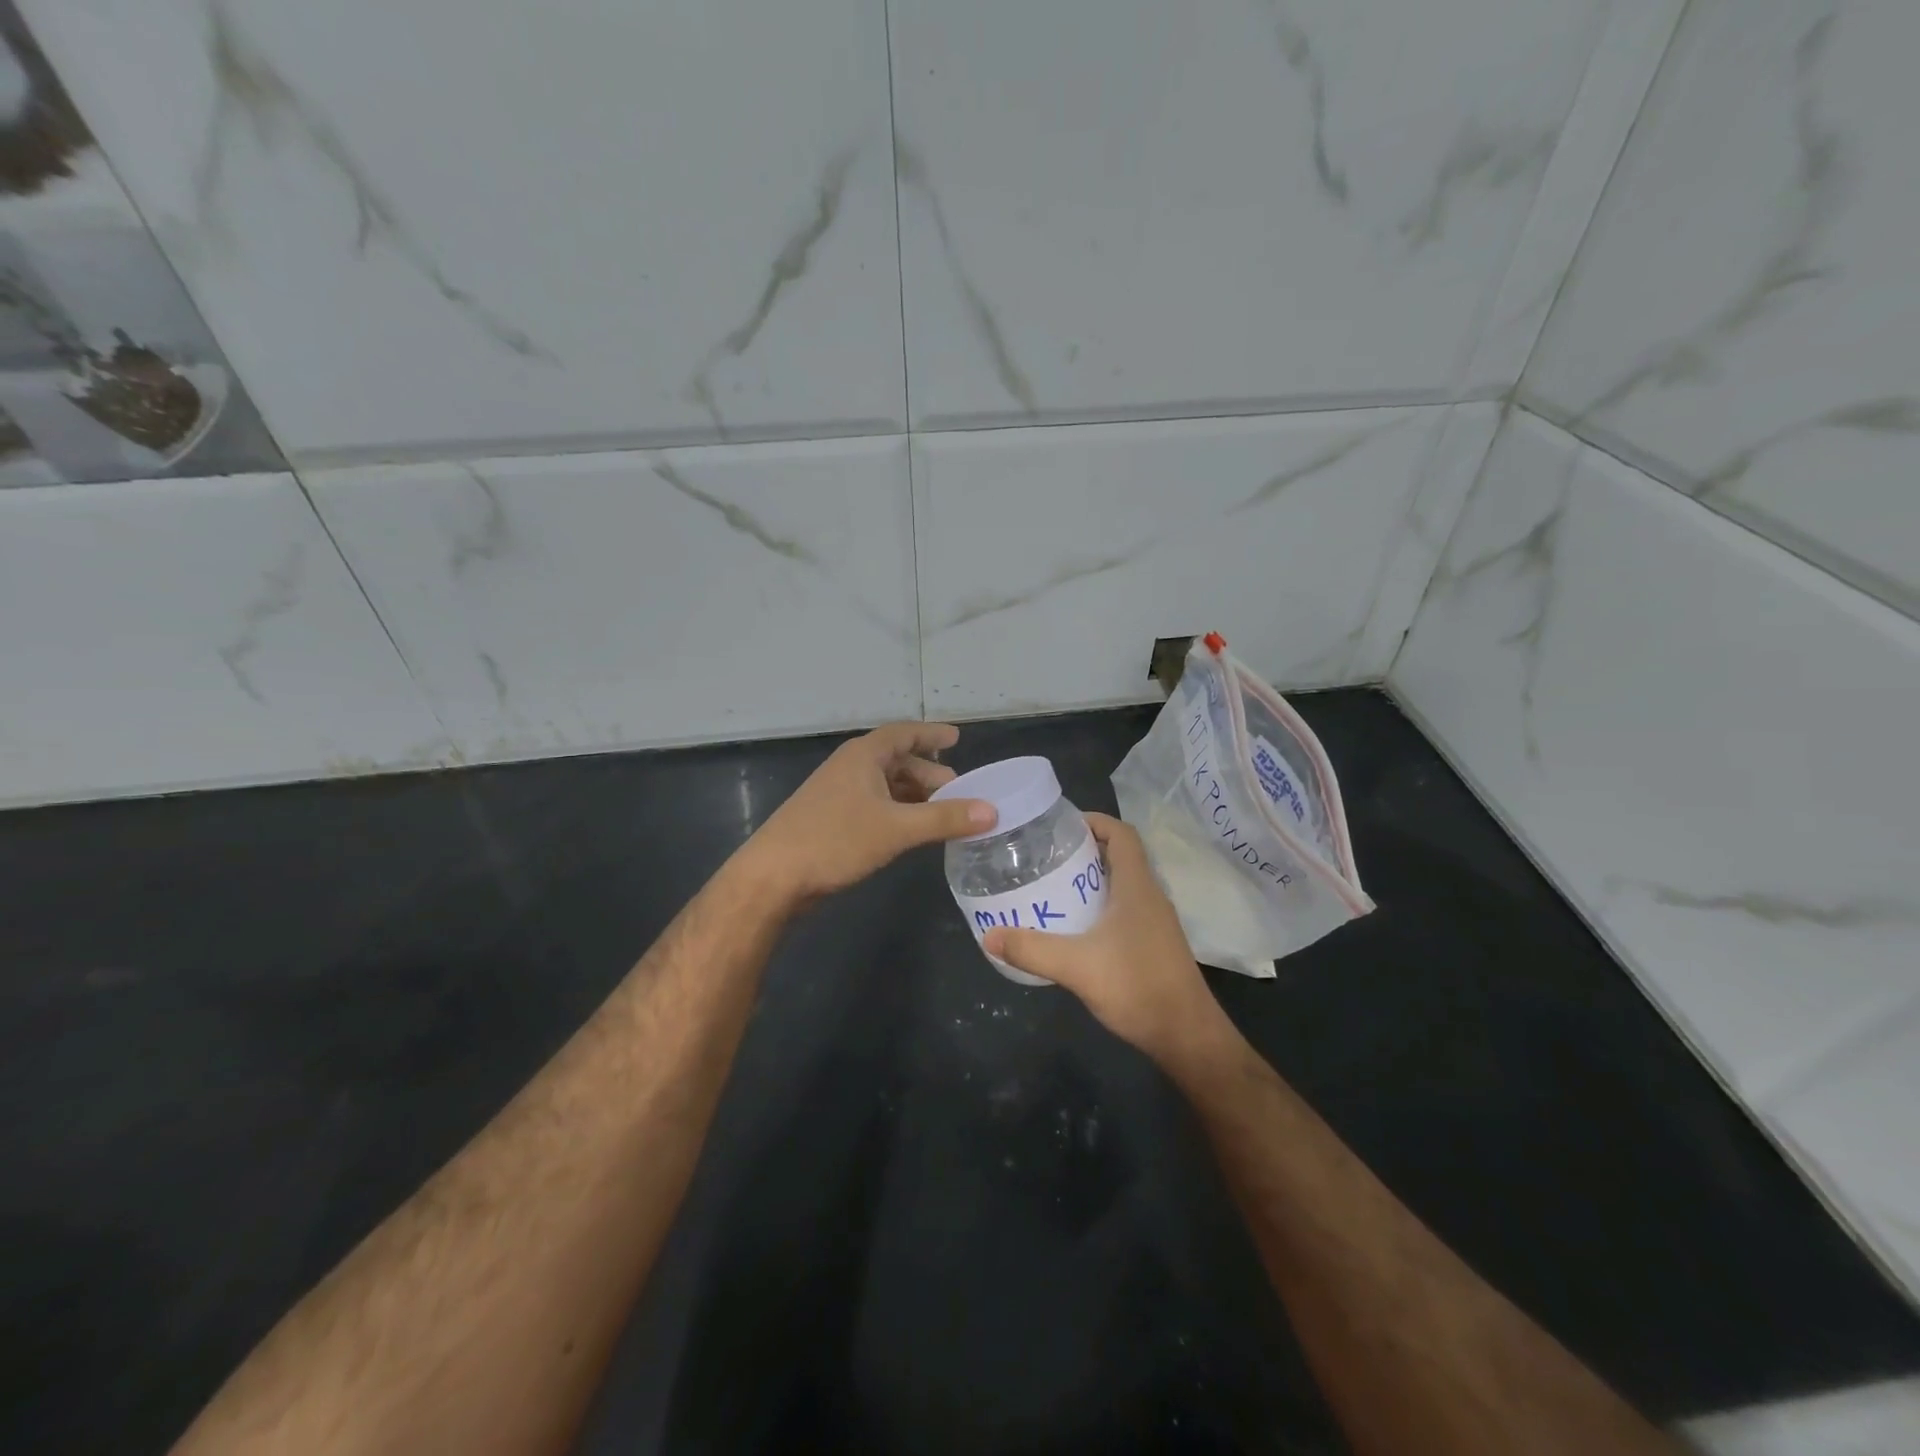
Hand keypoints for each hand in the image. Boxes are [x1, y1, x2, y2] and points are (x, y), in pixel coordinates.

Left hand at [738, 722, 995, 905]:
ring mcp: (838, 795)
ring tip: (943, 813)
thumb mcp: (896, 828)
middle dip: (930, 774)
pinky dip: (898, 813)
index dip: (932, 734)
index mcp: (863, 756)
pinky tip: (912, 831)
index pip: (904, 734)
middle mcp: (851, 768)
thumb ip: (944, 818)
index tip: (957, 737)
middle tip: (959, 793)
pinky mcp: (832, 821)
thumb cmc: (835, 840)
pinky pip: (875, 806)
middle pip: (898, 761)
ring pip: (886, 786)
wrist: (773, 877)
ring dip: (915, 796)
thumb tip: (991, 811)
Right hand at [984, 814, 1230, 1067]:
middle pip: (1119, 856)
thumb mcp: (1076, 967)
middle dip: (1084, 850)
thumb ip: (1032, 949)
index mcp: (1137, 886)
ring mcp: (1155, 921)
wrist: (1187, 1036)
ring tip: (1053, 885)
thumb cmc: (1137, 987)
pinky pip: (1124, 909)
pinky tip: (1075, 926)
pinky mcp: (1154, 944)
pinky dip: (1099, 905)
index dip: (1094, 821)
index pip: (1122, 834)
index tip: (1060, 825)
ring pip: (1122, 884)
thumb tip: (989, 936)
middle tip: (1045, 856)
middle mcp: (1150, 896)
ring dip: (1091, 879)